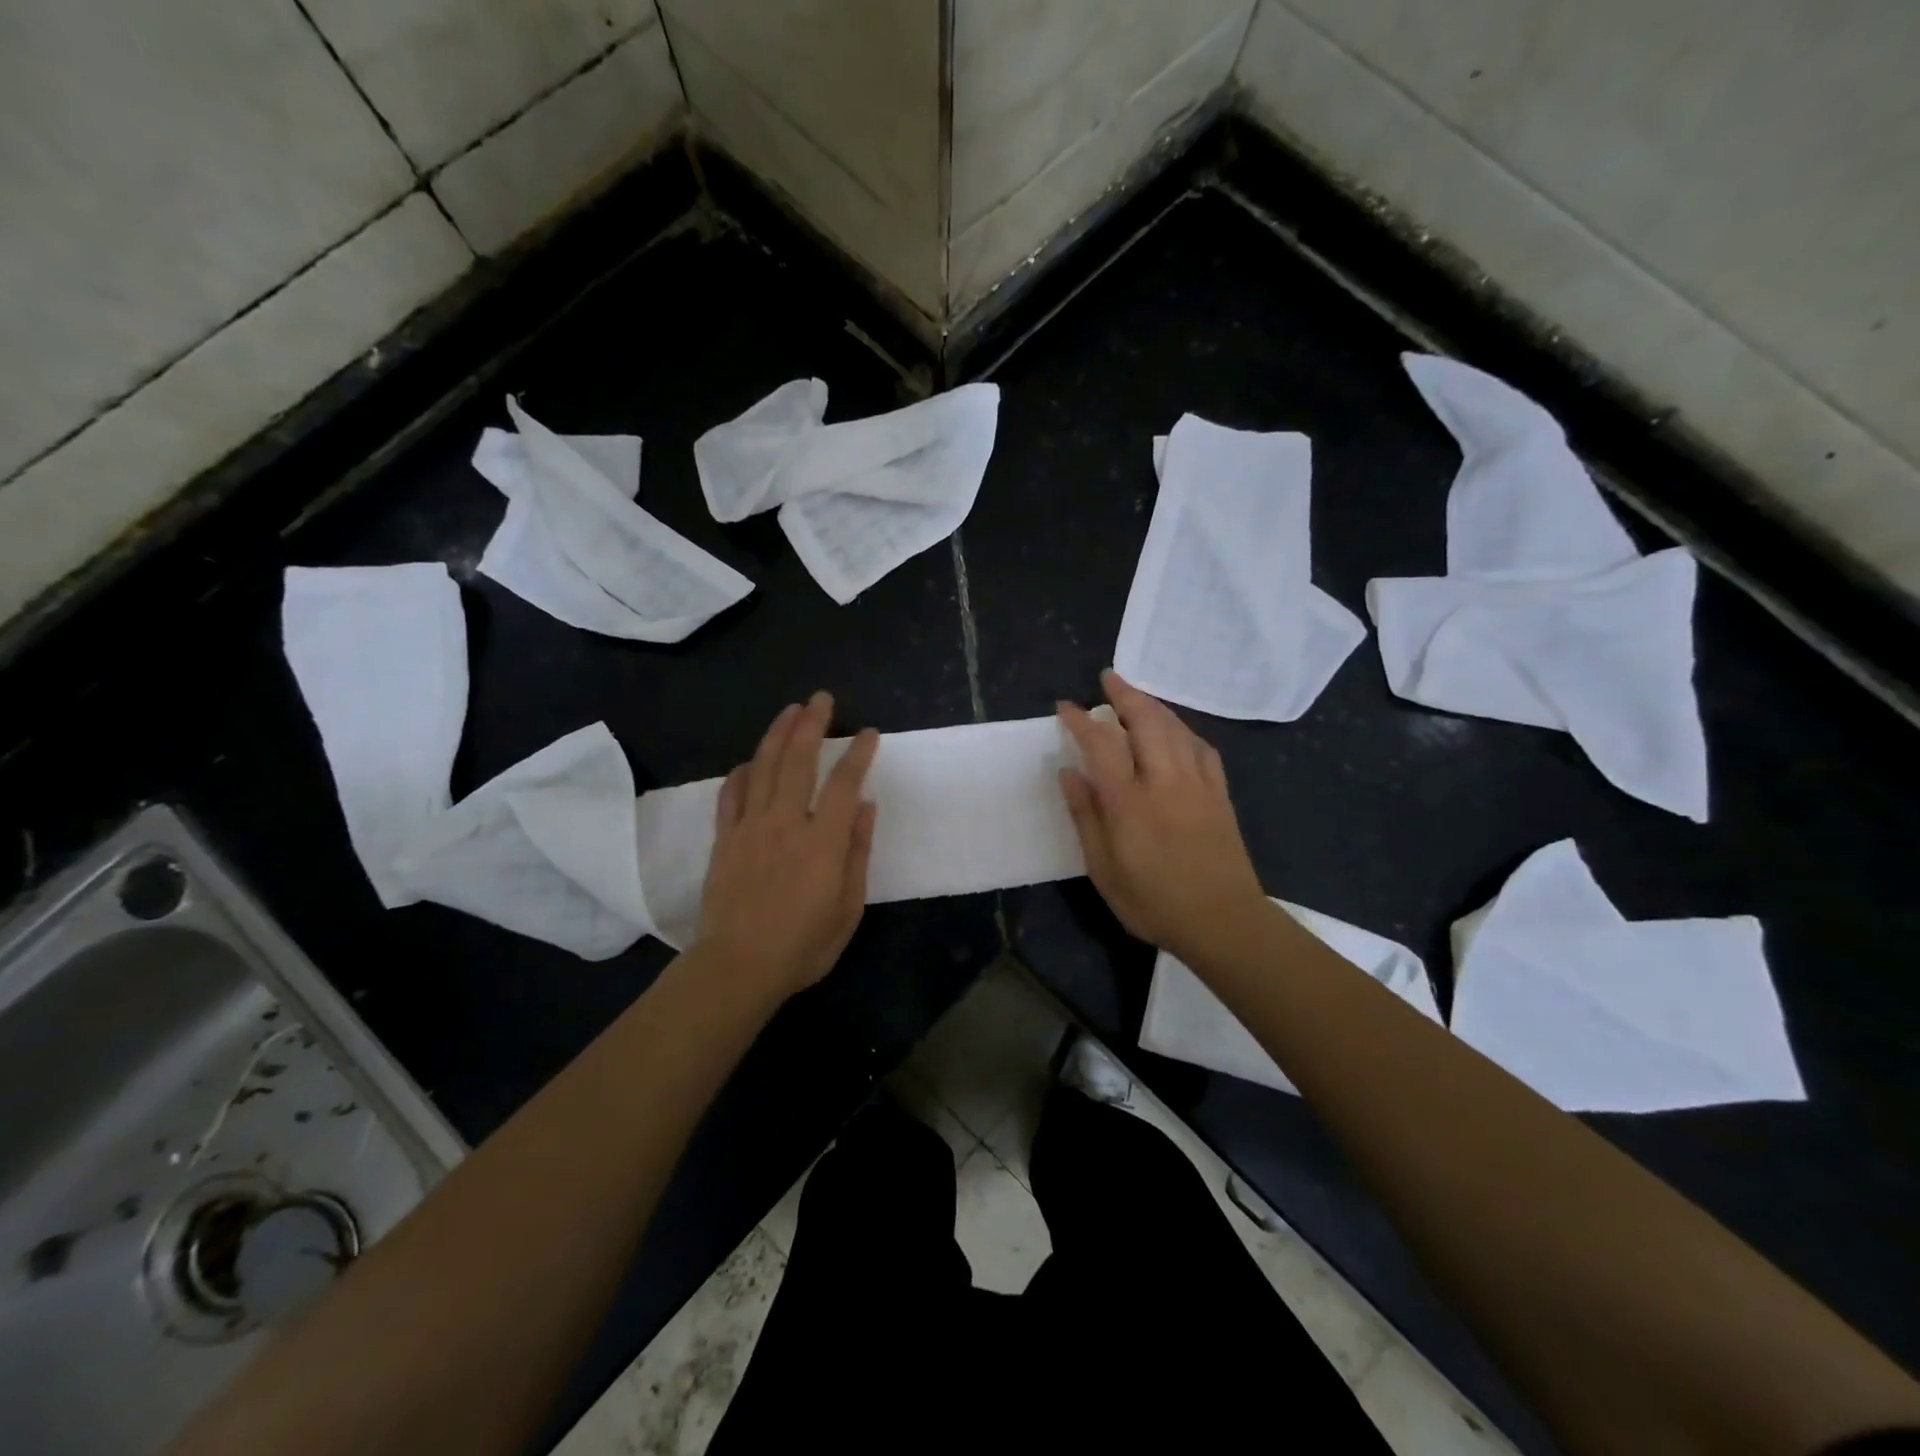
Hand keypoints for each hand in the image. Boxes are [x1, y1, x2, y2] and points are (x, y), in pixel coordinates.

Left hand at [697, 692, 878, 999]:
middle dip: (812, 725)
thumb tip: (866, 806)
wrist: (738, 966)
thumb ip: (858, 852)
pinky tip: (749, 760)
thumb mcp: (848, 907)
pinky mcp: (724, 840)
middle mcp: (785, 823)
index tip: (868, 732)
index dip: (858, 753)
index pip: (844, 783)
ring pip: (763, 768)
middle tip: (822, 698)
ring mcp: (750, 828)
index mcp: (822, 841)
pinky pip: (730, 795)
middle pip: (798, 761)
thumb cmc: (803, 944)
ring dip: (777, 735)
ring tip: (789, 710)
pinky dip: (741, 772)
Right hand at [1057, 670, 1269, 965]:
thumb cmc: (1153, 901)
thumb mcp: (1103, 869)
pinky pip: (1202, 747)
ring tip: (1137, 696)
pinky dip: (1184, 730)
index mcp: (1129, 801)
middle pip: (1146, 720)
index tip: (1066, 707)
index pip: (1102, 743)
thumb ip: (1086, 816)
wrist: (1223, 921)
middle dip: (1125, 693)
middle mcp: (1164, 780)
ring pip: (1176, 727)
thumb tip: (1068, 772)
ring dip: (1153, 705)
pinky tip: (1177, 732)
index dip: (1082, 720)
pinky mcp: (1220, 793)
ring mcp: (1197, 783)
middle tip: (1107, 679)